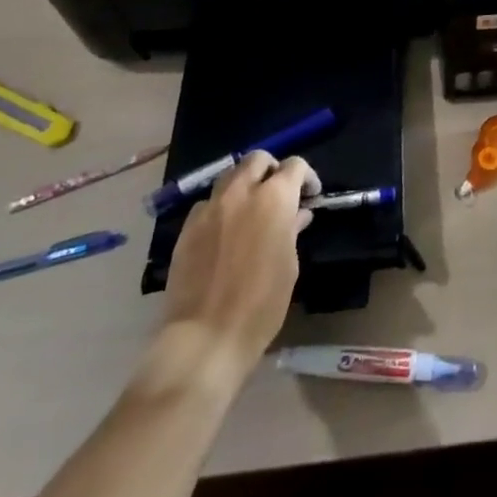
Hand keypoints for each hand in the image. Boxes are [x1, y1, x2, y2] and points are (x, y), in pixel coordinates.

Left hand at [160, 151, 320, 379]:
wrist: (205, 337)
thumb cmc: (261, 304)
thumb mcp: (289, 265)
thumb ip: (292, 230)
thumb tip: (297, 214)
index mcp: (274, 198)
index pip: (294, 166)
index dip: (306, 177)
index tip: (310, 196)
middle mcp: (241, 192)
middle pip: (257, 159)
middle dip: (272, 170)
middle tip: (278, 193)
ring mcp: (210, 208)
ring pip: (229, 176)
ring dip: (244, 184)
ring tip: (250, 210)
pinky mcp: (187, 228)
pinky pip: (207, 204)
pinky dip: (220, 208)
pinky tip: (223, 232)